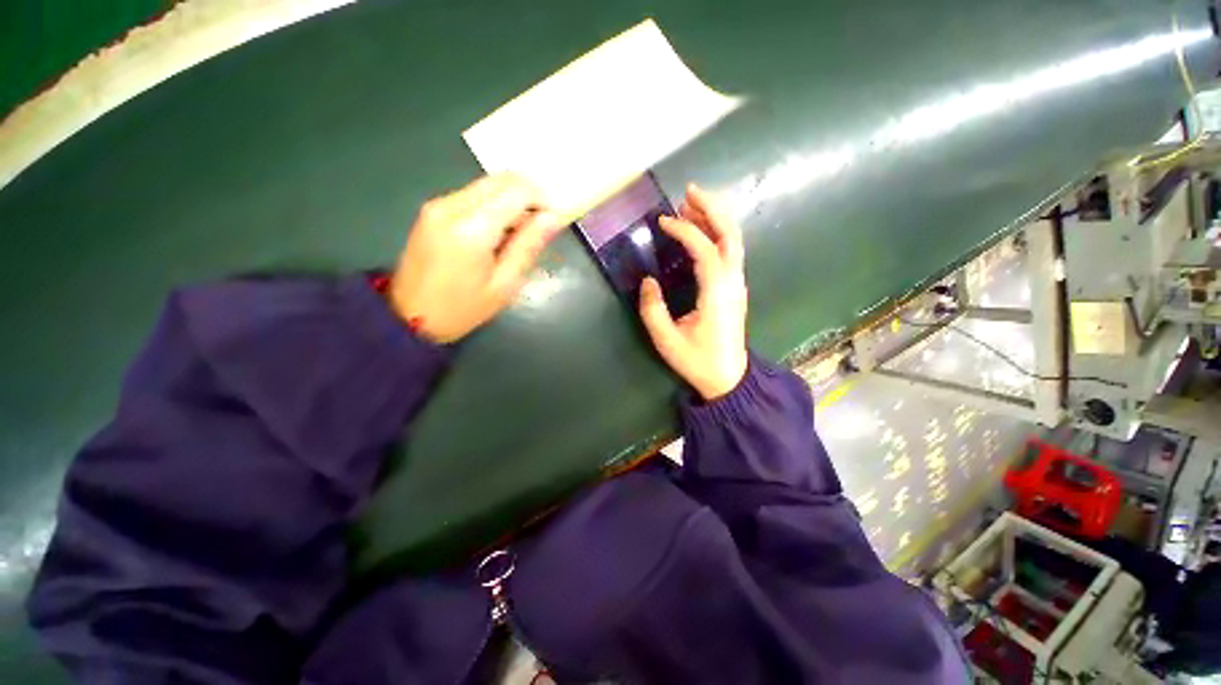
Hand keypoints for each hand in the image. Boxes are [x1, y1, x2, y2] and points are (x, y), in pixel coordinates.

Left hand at [389, 174, 563, 342]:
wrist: (409, 317)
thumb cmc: (462, 309)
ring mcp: (438, 204)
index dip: (544, 199)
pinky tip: (499, 232)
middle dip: (530, 195)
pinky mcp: (433, 209)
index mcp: (472, 228)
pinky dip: (495, 205)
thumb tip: (554, 217)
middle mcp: (452, 205)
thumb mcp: (505, 284)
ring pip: (488, 184)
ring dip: (512, 200)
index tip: (556, 219)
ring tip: (521, 233)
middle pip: (502, 179)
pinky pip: (474, 195)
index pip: (518, 191)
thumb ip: (529, 245)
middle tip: (542, 224)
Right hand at [639, 184, 747, 400]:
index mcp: (717, 294)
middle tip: (688, 193)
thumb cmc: (697, 361)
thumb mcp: (666, 340)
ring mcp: (737, 285)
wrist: (728, 378)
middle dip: (711, 209)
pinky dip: (716, 235)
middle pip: (730, 235)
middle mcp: (732, 283)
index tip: (663, 222)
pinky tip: (700, 231)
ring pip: (733, 241)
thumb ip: (653, 310)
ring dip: (715, 219)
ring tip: (690, 205)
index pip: (705, 250)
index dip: (685, 231)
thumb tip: (648, 281)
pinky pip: (729, 253)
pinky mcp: (735, 289)